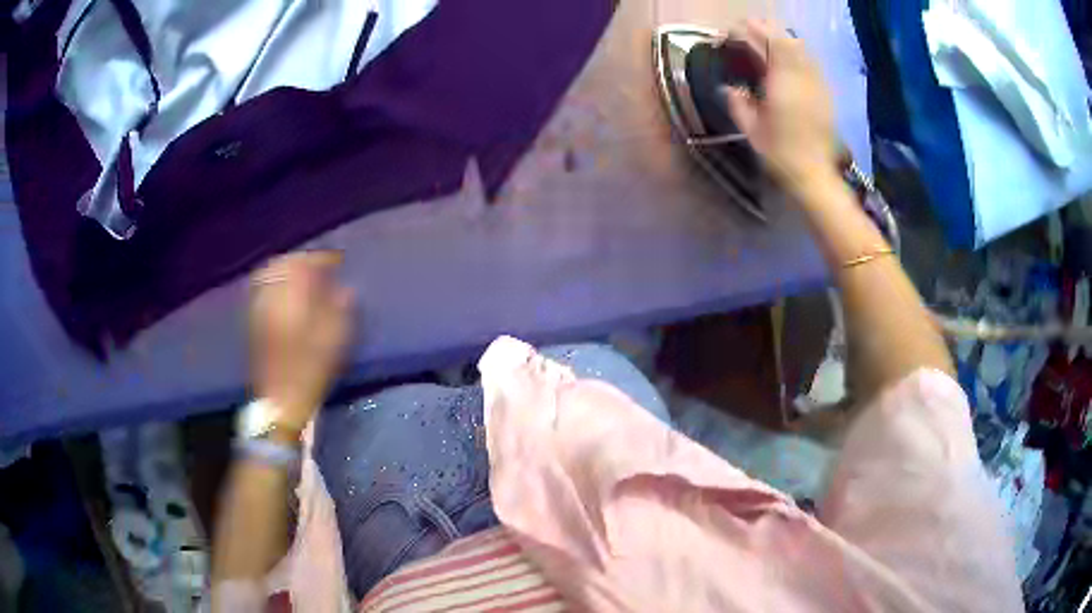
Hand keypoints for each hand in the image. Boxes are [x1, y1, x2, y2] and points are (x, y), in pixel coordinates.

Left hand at [249, 252, 353, 431]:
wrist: (280, 400)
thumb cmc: (311, 369)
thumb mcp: (335, 338)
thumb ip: (341, 307)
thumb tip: (345, 289)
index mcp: (291, 295)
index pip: (305, 262)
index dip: (323, 258)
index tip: (338, 261)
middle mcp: (271, 295)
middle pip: (283, 263)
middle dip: (301, 260)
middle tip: (318, 265)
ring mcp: (259, 308)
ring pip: (269, 274)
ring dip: (286, 269)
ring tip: (302, 276)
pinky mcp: (254, 322)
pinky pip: (262, 289)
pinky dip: (275, 283)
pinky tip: (286, 293)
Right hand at [726, 20, 838, 190]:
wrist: (814, 176)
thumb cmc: (780, 155)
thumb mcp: (751, 131)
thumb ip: (738, 104)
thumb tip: (729, 88)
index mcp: (782, 83)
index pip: (767, 43)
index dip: (750, 31)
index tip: (733, 31)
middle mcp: (802, 78)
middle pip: (786, 40)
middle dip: (766, 29)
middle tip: (748, 28)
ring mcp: (817, 84)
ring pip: (802, 48)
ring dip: (783, 38)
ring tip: (768, 38)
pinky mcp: (825, 93)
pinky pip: (812, 62)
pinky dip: (798, 52)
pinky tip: (789, 58)